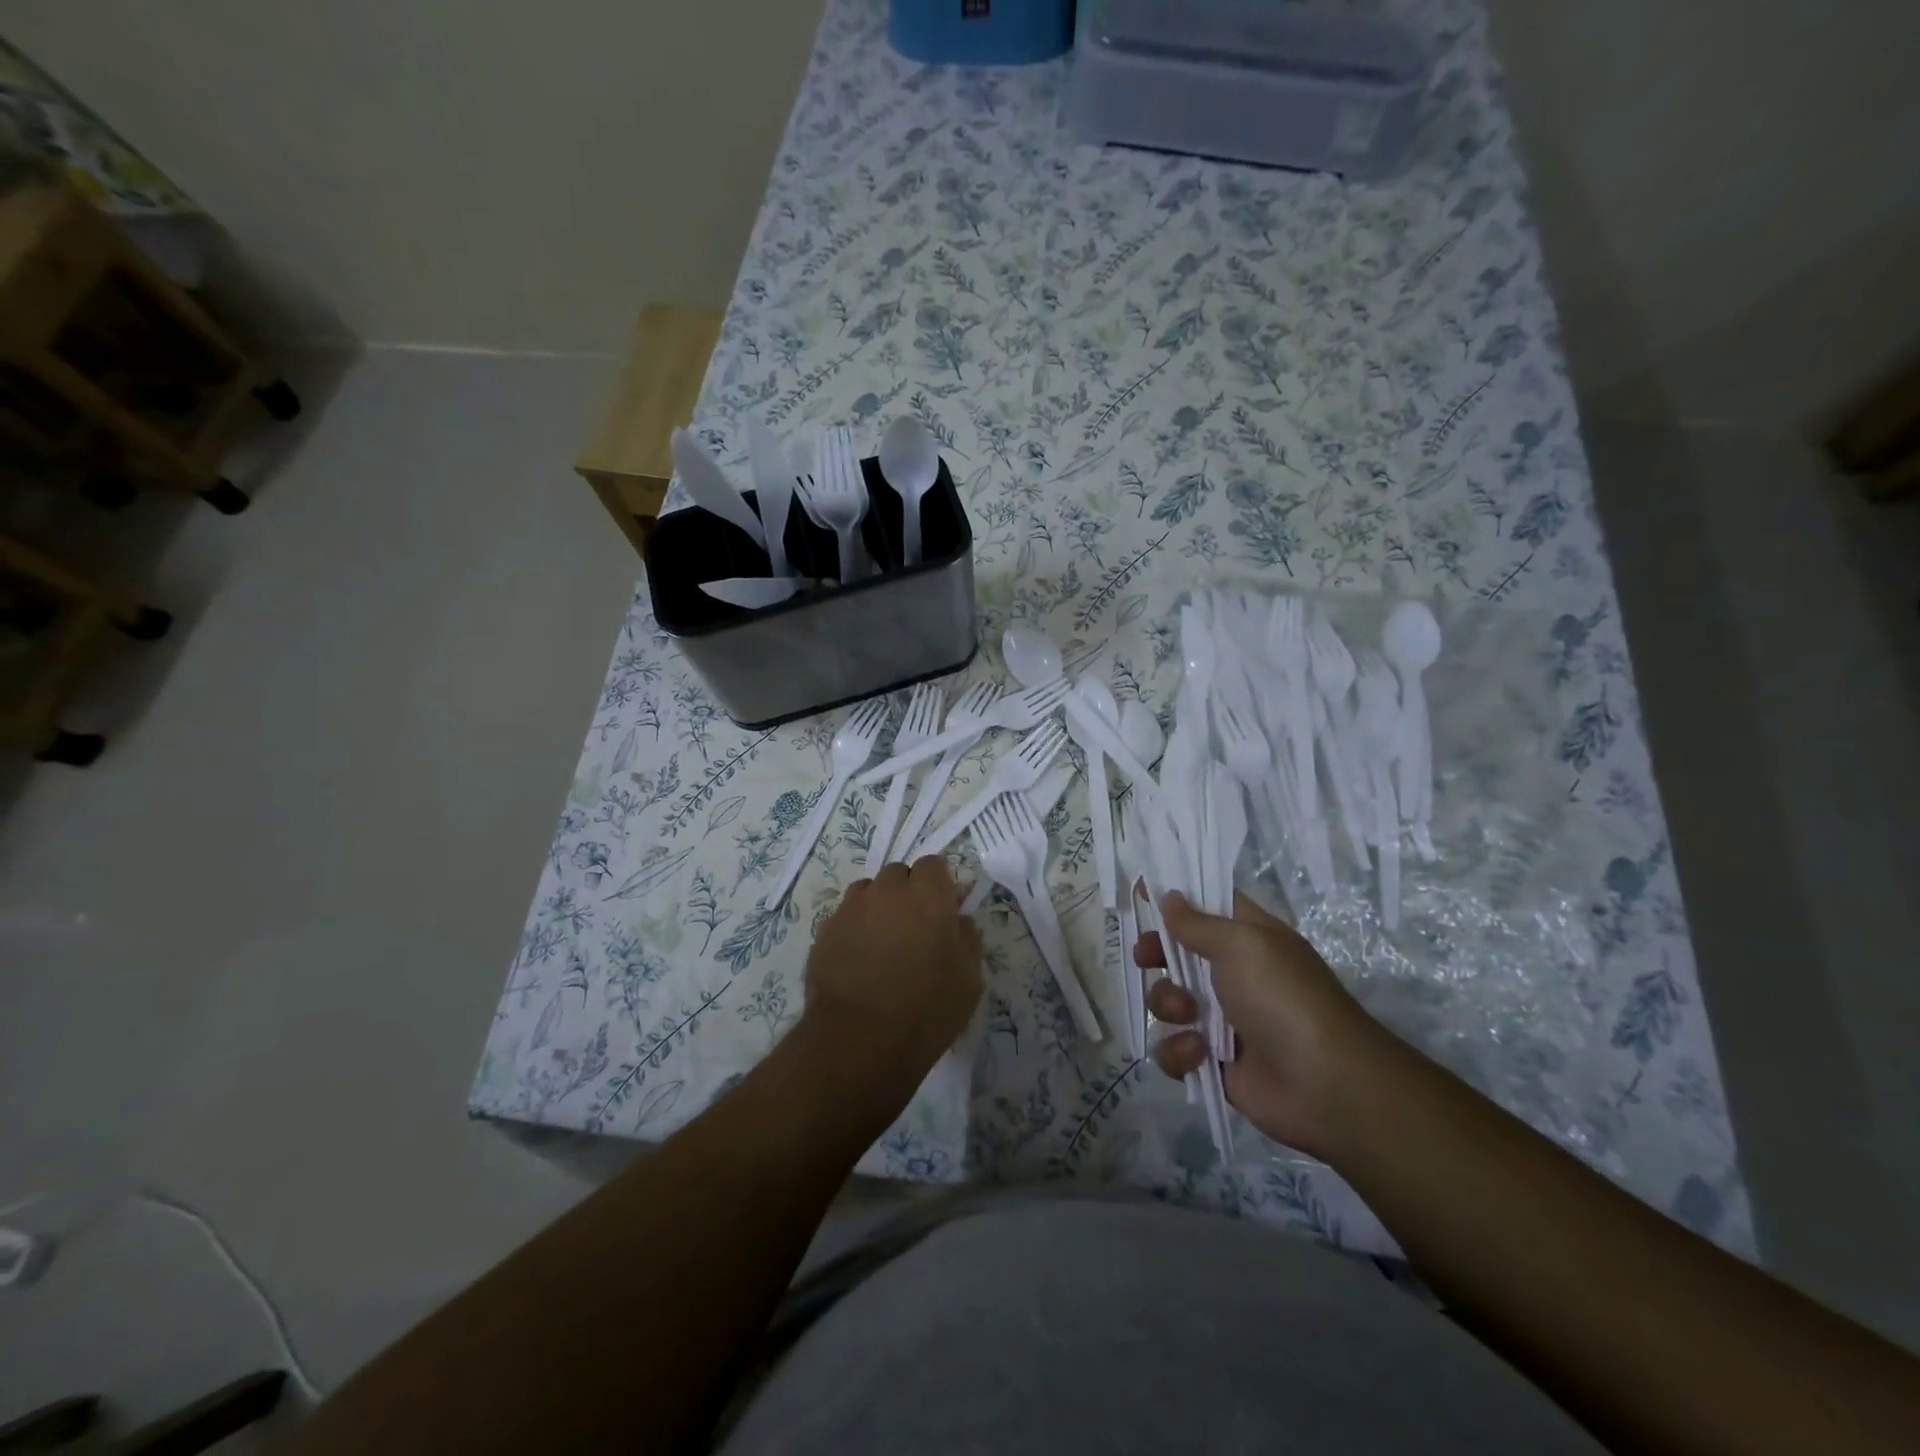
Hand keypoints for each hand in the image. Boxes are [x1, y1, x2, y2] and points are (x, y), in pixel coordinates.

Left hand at [805, 857, 982, 1070]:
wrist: (859, 1041)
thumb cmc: (927, 1010)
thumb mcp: (969, 979)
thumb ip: (967, 938)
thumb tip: (960, 921)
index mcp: (927, 895)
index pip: (933, 865)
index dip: (939, 885)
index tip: (943, 910)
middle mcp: (887, 890)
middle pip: (899, 873)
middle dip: (908, 892)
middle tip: (914, 928)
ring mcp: (851, 908)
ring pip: (868, 892)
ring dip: (879, 906)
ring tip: (883, 943)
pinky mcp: (824, 931)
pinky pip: (845, 917)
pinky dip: (855, 929)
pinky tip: (859, 961)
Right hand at [1139, 891, 1398, 1157]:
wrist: (1323, 1085)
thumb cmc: (1281, 997)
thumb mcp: (1240, 944)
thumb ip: (1196, 922)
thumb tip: (1169, 896)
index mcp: (1249, 939)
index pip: (1208, 906)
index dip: (1175, 898)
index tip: (1142, 893)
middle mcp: (1235, 974)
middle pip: (1179, 953)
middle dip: (1157, 953)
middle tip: (1145, 957)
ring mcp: (1223, 1019)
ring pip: (1169, 1001)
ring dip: (1168, 1005)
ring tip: (1186, 1015)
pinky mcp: (1213, 1062)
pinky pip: (1175, 1048)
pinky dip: (1180, 1052)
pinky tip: (1199, 1055)